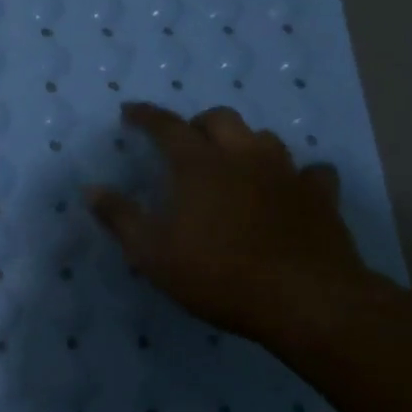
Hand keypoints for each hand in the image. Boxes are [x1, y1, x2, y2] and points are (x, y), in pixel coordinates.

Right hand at [86, 102, 389, 356]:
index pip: (166, 126)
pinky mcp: (321, 196)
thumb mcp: (153, 254)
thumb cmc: (219, 274)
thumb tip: (91, 190)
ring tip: (234, 163)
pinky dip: (296, 176)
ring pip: (264, 138)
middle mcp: (243, 155)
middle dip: (198, 124)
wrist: (304, 299)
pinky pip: (311, 172)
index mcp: (199, 164)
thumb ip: (121, 218)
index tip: (129, 111)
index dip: (145, 115)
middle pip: (220, 119)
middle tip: (186, 143)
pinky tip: (291, 189)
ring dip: (244, 143)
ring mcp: (287, 173)